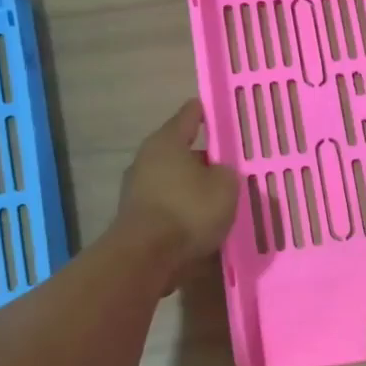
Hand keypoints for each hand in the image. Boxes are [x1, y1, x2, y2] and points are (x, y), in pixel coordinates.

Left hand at [115, 100, 239, 269]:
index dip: (204, 112)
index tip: (216, 109)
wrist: (146, 256)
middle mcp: (147, 159)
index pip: (189, 116)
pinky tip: (202, 223)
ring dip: (193, 188)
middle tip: (229, 166)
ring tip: (219, 199)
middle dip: (204, 159)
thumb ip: (227, 173)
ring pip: (174, 181)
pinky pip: (168, 206)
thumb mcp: (225, 187)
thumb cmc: (188, 210)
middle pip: (181, 152)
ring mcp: (137, 190)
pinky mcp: (136, 218)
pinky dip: (183, 211)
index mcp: (167, 141)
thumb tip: (219, 173)